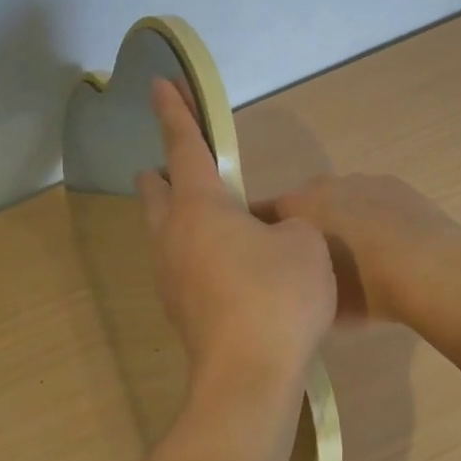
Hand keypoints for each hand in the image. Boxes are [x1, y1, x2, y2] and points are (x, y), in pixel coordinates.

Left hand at [137, 81, 335, 403]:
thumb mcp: (303, 244)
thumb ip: (288, 226)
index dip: (174, 112)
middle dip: (164, 172)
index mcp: (200, 207)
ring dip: (176, 214)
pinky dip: (192, 249)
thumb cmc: (277, 296)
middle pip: (157, 192)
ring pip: (163, 231)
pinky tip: (220, 263)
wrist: (249, 376)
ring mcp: (170, 276)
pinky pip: (179, 263)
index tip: (158, 84)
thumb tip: (273, 235)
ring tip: (205, 214)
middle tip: (177, 164)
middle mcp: (174, 236)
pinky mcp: (179, 309)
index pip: (184, 147)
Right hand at [255, 173, 460, 330]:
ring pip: (339, 201)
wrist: (432, 270)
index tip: (267, 259)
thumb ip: (297, 284)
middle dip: (304, 228)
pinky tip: (388, 245)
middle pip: (302, 205)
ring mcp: (361, 180)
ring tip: (358, 256)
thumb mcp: (318, 301)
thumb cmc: (365, 289)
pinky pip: (371, 200)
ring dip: (341, 221)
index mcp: (295, 207)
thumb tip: (293, 284)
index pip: (261, 214)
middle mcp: (322, 185)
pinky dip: (373, 217)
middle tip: (315, 263)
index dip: (263, 236)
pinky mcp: (394, 184)